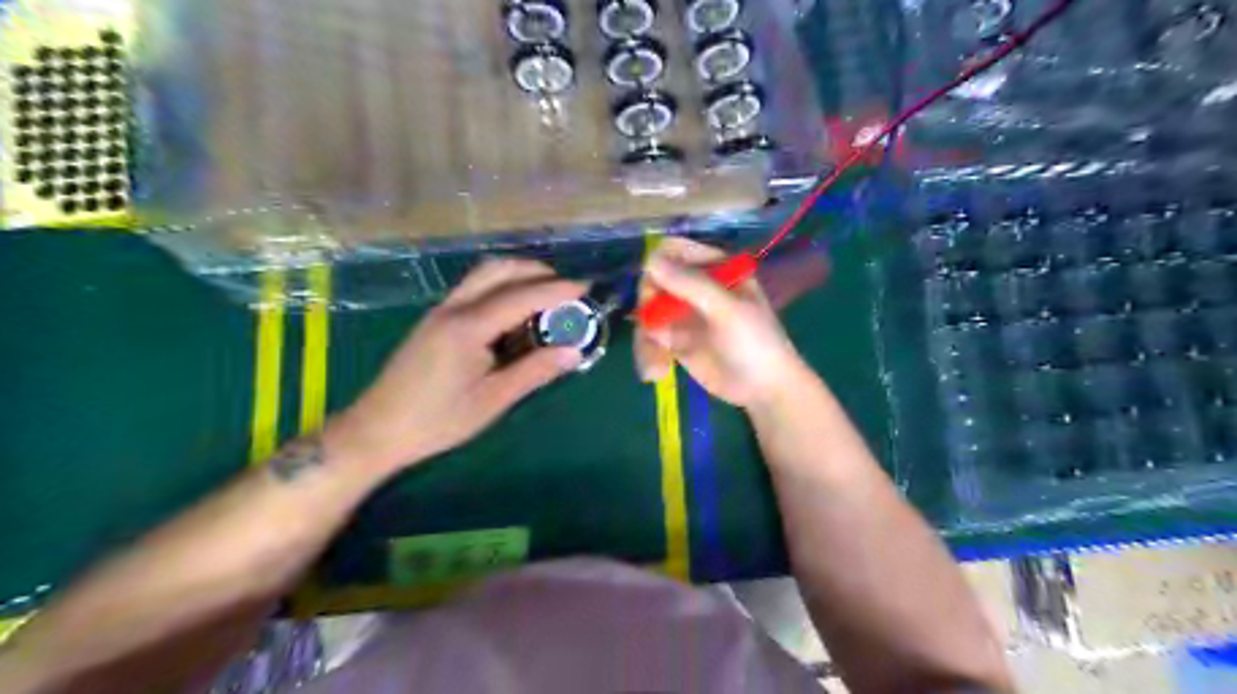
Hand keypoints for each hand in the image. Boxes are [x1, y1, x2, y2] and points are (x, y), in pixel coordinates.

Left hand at [322, 258, 585, 473]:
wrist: (377, 430)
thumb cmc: (437, 421)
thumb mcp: (493, 400)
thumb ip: (535, 371)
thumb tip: (574, 351)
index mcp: (468, 327)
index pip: (521, 296)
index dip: (556, 290)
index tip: (586, 288)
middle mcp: (453, 308)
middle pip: (499, 270)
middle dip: (537, 272)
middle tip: (566, 288)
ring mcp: (440, 311)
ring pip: (483, 274)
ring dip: (517, 274)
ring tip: (545, 294)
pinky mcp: (434, 320)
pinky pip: (473, 288)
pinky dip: (500, 286)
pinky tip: (513, 309)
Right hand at [632, 239, 809, 408]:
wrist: (764, 390)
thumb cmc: (755, 343)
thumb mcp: (727, 309)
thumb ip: (690, 284)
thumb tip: (650, 260)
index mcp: (714, 268)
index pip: (674, 250)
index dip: (657, 264)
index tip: (653, 289)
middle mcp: (695, 287)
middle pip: (653, 281)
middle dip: (648, 306)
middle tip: (654, 329)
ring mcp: (683, 314)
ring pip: (647, 313)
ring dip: (645, 338)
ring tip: (656, 364)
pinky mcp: (675, 341)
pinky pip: (649, 338)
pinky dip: (648, 354)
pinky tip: (656, 372)